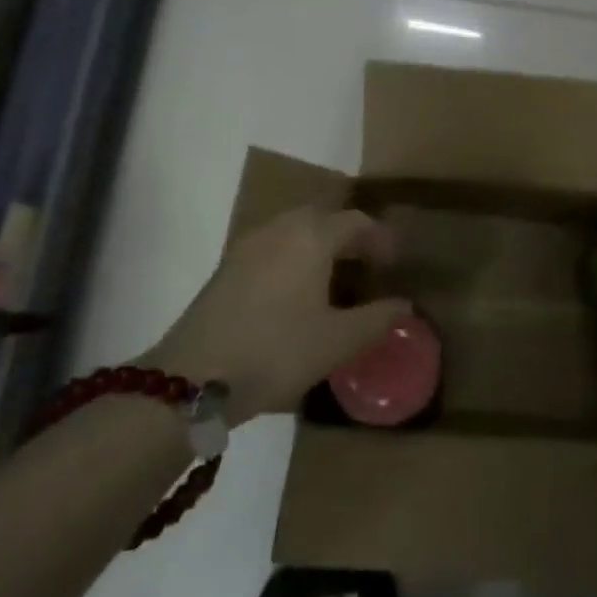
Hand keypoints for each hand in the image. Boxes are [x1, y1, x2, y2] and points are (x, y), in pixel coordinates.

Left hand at [140, 208, 410, 425]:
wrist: (192, 378)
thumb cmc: (277, 351)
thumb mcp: (339, 341)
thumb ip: (378, 319)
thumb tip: (404, 305)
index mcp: (311, 237)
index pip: (356, 221)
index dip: (380, 239)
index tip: (393, 266)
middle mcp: (279, 229)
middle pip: (322, 217)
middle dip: (349, 236)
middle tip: (367, 266)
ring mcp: (247, 246)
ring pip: (294, 230)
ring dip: (320, 245)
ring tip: (335, 278)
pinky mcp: (226, 268)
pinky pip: (272, 246)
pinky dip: (294, 257)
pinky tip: (297, 292)